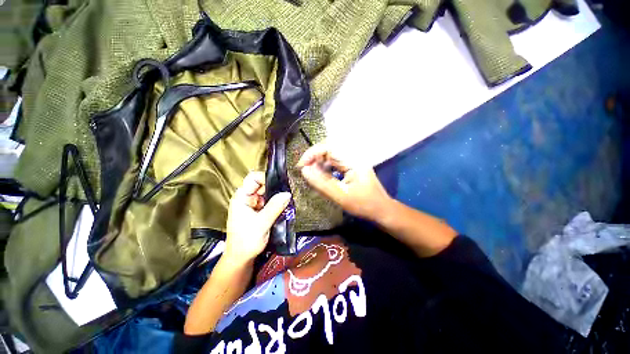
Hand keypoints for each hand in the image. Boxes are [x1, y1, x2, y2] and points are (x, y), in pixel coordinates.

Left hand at [224, 172, 291, 263]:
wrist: (242, 258)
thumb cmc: (246, 241)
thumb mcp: (261, 223)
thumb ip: (274, 207)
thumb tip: (288, 193)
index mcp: (242, 197)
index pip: (253, 179)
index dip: (266, 177)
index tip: (281, 183)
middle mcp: (247, 198)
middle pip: (262, 185)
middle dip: (275, 187)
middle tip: (289, 191)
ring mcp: (254, 204)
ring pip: (268, 194)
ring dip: (277, 196)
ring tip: (288, 199)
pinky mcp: (260, 211)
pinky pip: (270, 202)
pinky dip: (277, 203)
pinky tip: (285, 205)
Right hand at [297, 143, 391, 220]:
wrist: (381, 210)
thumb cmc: (364, 204)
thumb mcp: (341, 196)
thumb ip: (322, 183)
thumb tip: (304, 171)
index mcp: (353, 159)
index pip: (328, 148)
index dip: (312, 154)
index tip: (301, 166)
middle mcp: (352, 156)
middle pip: (328, 149)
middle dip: (313, 158)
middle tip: (304, 170)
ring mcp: (352, 160)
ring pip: (330, 156)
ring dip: (318, 163)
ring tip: (309, 173)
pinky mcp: (351, 166)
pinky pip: (334, 162)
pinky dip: (324, 167)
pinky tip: (320, 175)